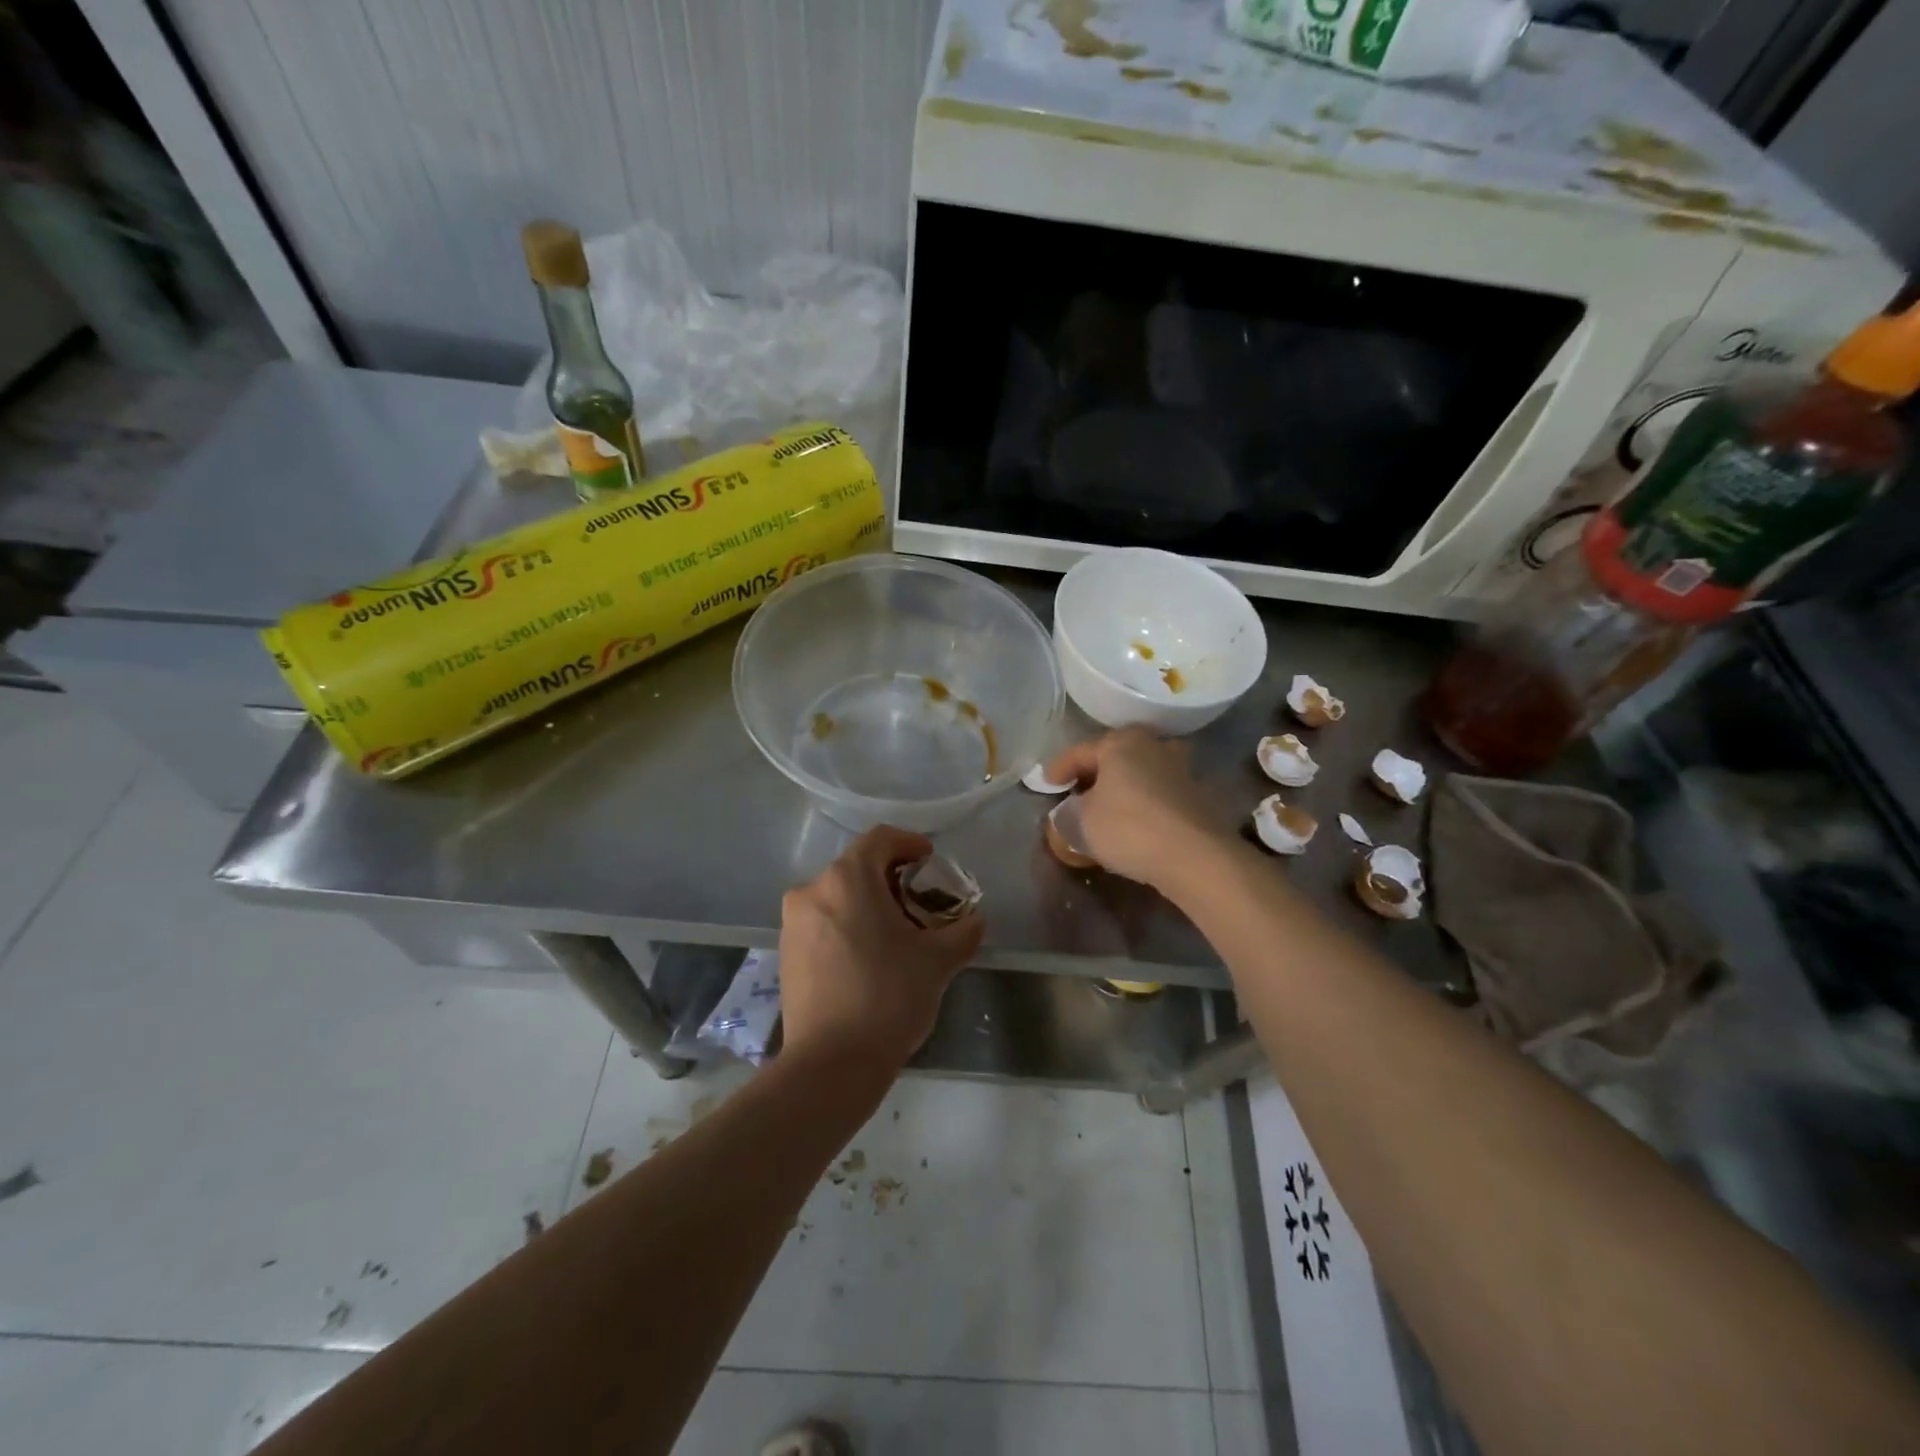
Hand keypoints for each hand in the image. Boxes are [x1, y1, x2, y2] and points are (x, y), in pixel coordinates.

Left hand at [778, 826, 984, 1069]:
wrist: (831, 1064)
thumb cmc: (888, 997)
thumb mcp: (938, 961)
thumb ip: (963, 931)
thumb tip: (975, 920)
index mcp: (847, 879)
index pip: (880, 840)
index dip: (909, 843)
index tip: (930, 862)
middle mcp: (812, 890)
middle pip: (857, 867)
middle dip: (891, 879)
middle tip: (919, 903)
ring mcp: (793, 923)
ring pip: (837, 896)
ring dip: (867, 903)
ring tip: (895, 934)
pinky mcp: (786, 953)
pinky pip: (822, 923)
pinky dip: (847, 925)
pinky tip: (868, 957)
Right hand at [1043, 728, 1230, 892]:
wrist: (1196, 857)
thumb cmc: (1128, 828)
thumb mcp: (1080, 823)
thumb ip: (1066, 814)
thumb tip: (1068, 813)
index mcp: (1121, 742)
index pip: (1080, 752)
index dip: (1058, 769)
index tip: (1046, 785)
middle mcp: (1154, 746)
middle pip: (1115, 758)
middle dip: (1095, 774)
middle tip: (1077, 793)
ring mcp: (1181, 770)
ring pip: (1141, 775)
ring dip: (1123, 789)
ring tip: (1107, 810)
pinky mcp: (1199, 798)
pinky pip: (1159, 796)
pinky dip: (1144, 806)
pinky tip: (1135, 826)